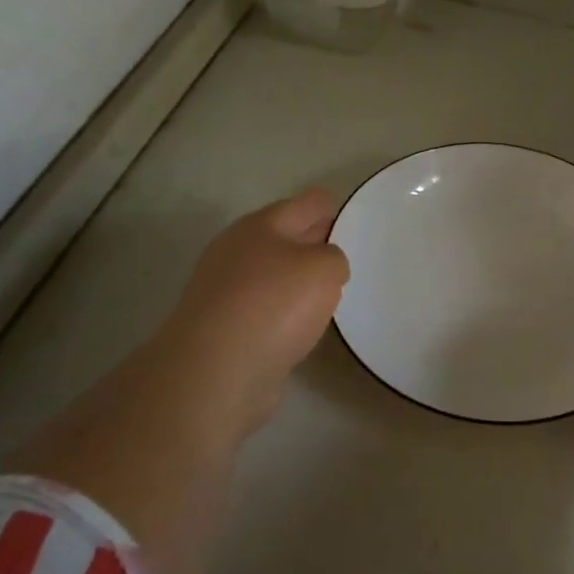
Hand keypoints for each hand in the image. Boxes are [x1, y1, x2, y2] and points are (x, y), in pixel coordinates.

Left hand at [157, 188, 350, 439]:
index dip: (332, 208)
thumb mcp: (325, 269)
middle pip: (286, 238)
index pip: (307, 203)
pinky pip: (265, 310)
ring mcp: (225, 291)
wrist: (217, 370)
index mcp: (260, 225)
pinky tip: (303, 327)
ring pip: (274, 275)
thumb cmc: (275, 304)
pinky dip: (284, 314)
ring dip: (298, 282)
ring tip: (331, 294)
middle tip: (350, 256)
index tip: (356, 222)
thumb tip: (322, 269)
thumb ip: (334, 258)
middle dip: (315, 243)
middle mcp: (238, 251)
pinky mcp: (224, 328)